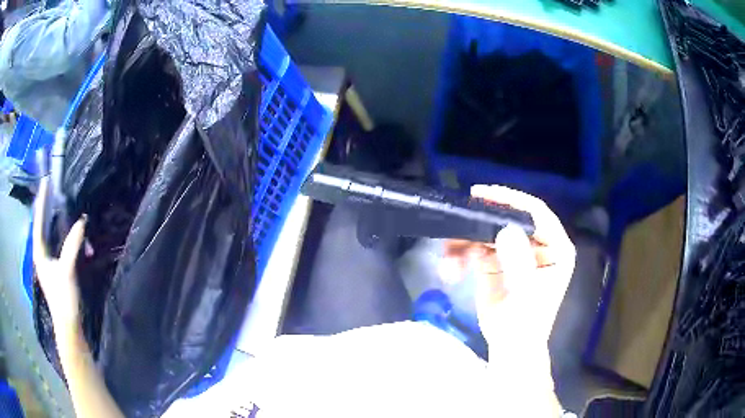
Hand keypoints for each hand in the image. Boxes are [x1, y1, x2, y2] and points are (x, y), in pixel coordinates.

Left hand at [33, 178, 86, 343]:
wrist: (69, 326)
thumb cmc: (63, 299)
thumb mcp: (67, 271)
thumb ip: (73, 245)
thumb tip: (82, 220)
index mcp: (40, 253)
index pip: (39, 221)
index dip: (42, 200)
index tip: (46, 180)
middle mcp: (41, 255)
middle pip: (42, 225)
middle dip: (47, 207)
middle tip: (52, 189)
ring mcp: (48, 263)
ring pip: (50, 235)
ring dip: (55, 222)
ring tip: (60, 207)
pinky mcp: (56, 270)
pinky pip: (57, 244)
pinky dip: (62, 235)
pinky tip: (69, 233)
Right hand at [443, 185, 574, 357]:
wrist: (510, 346)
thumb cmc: (526, 323)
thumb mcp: (527, 293)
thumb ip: (519, 261)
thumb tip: (505, 229)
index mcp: (555, 248)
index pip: (536, 213)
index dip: (511, 199)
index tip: (484, 194)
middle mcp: (536, 244)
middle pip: (508, 218)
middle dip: (482, 220)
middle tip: (459, 215)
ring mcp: (515, 252)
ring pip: (488, 232)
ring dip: (465, 241)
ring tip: (448, 257)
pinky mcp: (496, 262)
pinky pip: (476, 248)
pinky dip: (461, 254)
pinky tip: (451, 268)